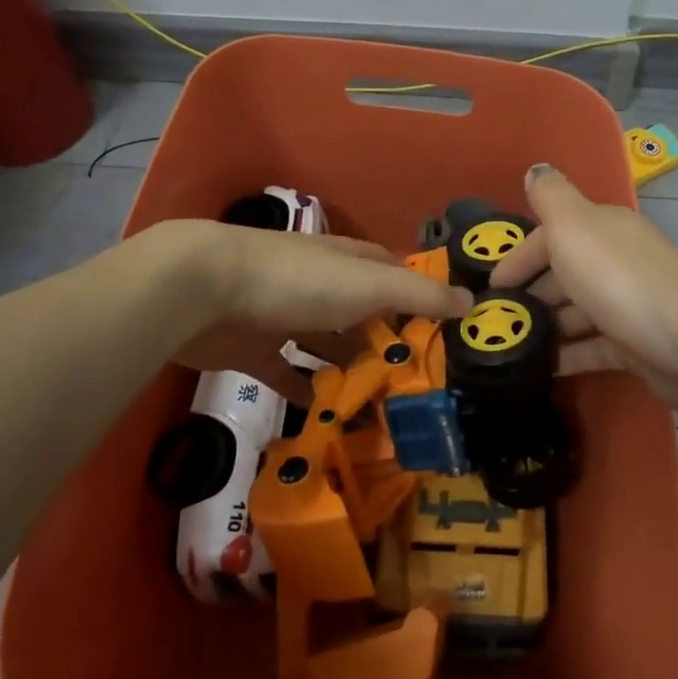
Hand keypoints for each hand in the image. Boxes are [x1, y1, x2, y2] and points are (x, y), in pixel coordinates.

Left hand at [142, 221, 471, 401]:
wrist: (204, 291)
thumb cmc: (297, 281)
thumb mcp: (369, 284)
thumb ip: (420, 294)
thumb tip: (473, 301)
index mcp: (348, 263)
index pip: (393, 276)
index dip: (419, 299)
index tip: (444, 337)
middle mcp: (320, 285)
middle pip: (361, 314)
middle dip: (385, 344)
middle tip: (415, 388)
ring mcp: (284, 315)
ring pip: (326, 345)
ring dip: (348, 370)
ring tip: (379, 409)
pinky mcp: (254, 348)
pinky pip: (286, 373)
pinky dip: (303, 391)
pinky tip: (322, 416)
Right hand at [489, 165, 677, 419]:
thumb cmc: (619, 278)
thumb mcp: (573, 225)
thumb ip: (550, 197)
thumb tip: (536, 169)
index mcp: (601, 230)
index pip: (551, 236)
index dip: (518, 257)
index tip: (490, 285)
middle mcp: (616, 262)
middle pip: (564, 274)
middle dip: (529, 293)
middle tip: (494, 320)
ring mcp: (628, 306)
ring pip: (577, 312)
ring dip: (545, 325)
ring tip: (509, 345)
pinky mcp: (638, 347)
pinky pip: (593, 348)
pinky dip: (568, 355)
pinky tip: (541, 368)